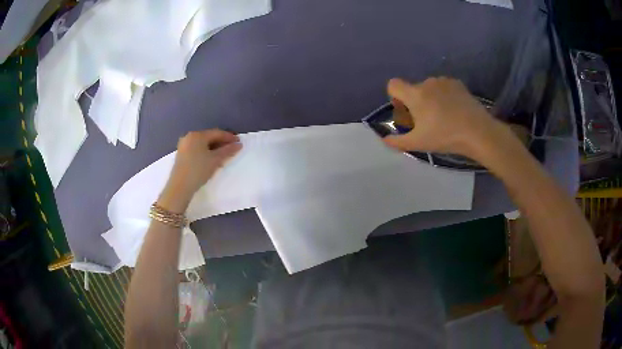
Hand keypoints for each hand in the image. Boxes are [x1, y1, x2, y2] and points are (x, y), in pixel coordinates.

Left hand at [159, 129, 241, 212]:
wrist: (180, 186)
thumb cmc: (198, 170)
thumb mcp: (215, 160)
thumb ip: (227, 151)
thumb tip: (239, 144)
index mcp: (197, 135)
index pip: (217, 133)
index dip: (229, 137)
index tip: (239, 142)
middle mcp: (189, 136)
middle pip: (209, 137)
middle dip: (221, 142)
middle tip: (232, 148)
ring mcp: (184, 145)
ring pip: (203, 144)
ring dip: (214, 147)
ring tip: (224, 154)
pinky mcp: (182, 154)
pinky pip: (197, 149)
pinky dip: (206, 151)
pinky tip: (211, 158)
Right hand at [383, 77, 511, 162]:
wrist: (478, 132)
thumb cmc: (445, 136)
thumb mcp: (419, 143)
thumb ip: (398, 141)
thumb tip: (385, 139)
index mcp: (415, 94)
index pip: (393, 84)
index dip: (395, 97)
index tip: (405, 111)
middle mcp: (427, 83)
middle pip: (413, 89)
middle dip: (415, 102)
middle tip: (427, 121)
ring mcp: (444, 81)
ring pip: (430, 88)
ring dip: (431, 98)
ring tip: (444, 116)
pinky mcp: (458, 84)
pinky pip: (444, 87)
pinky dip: (444, 96)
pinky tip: (455, 110)